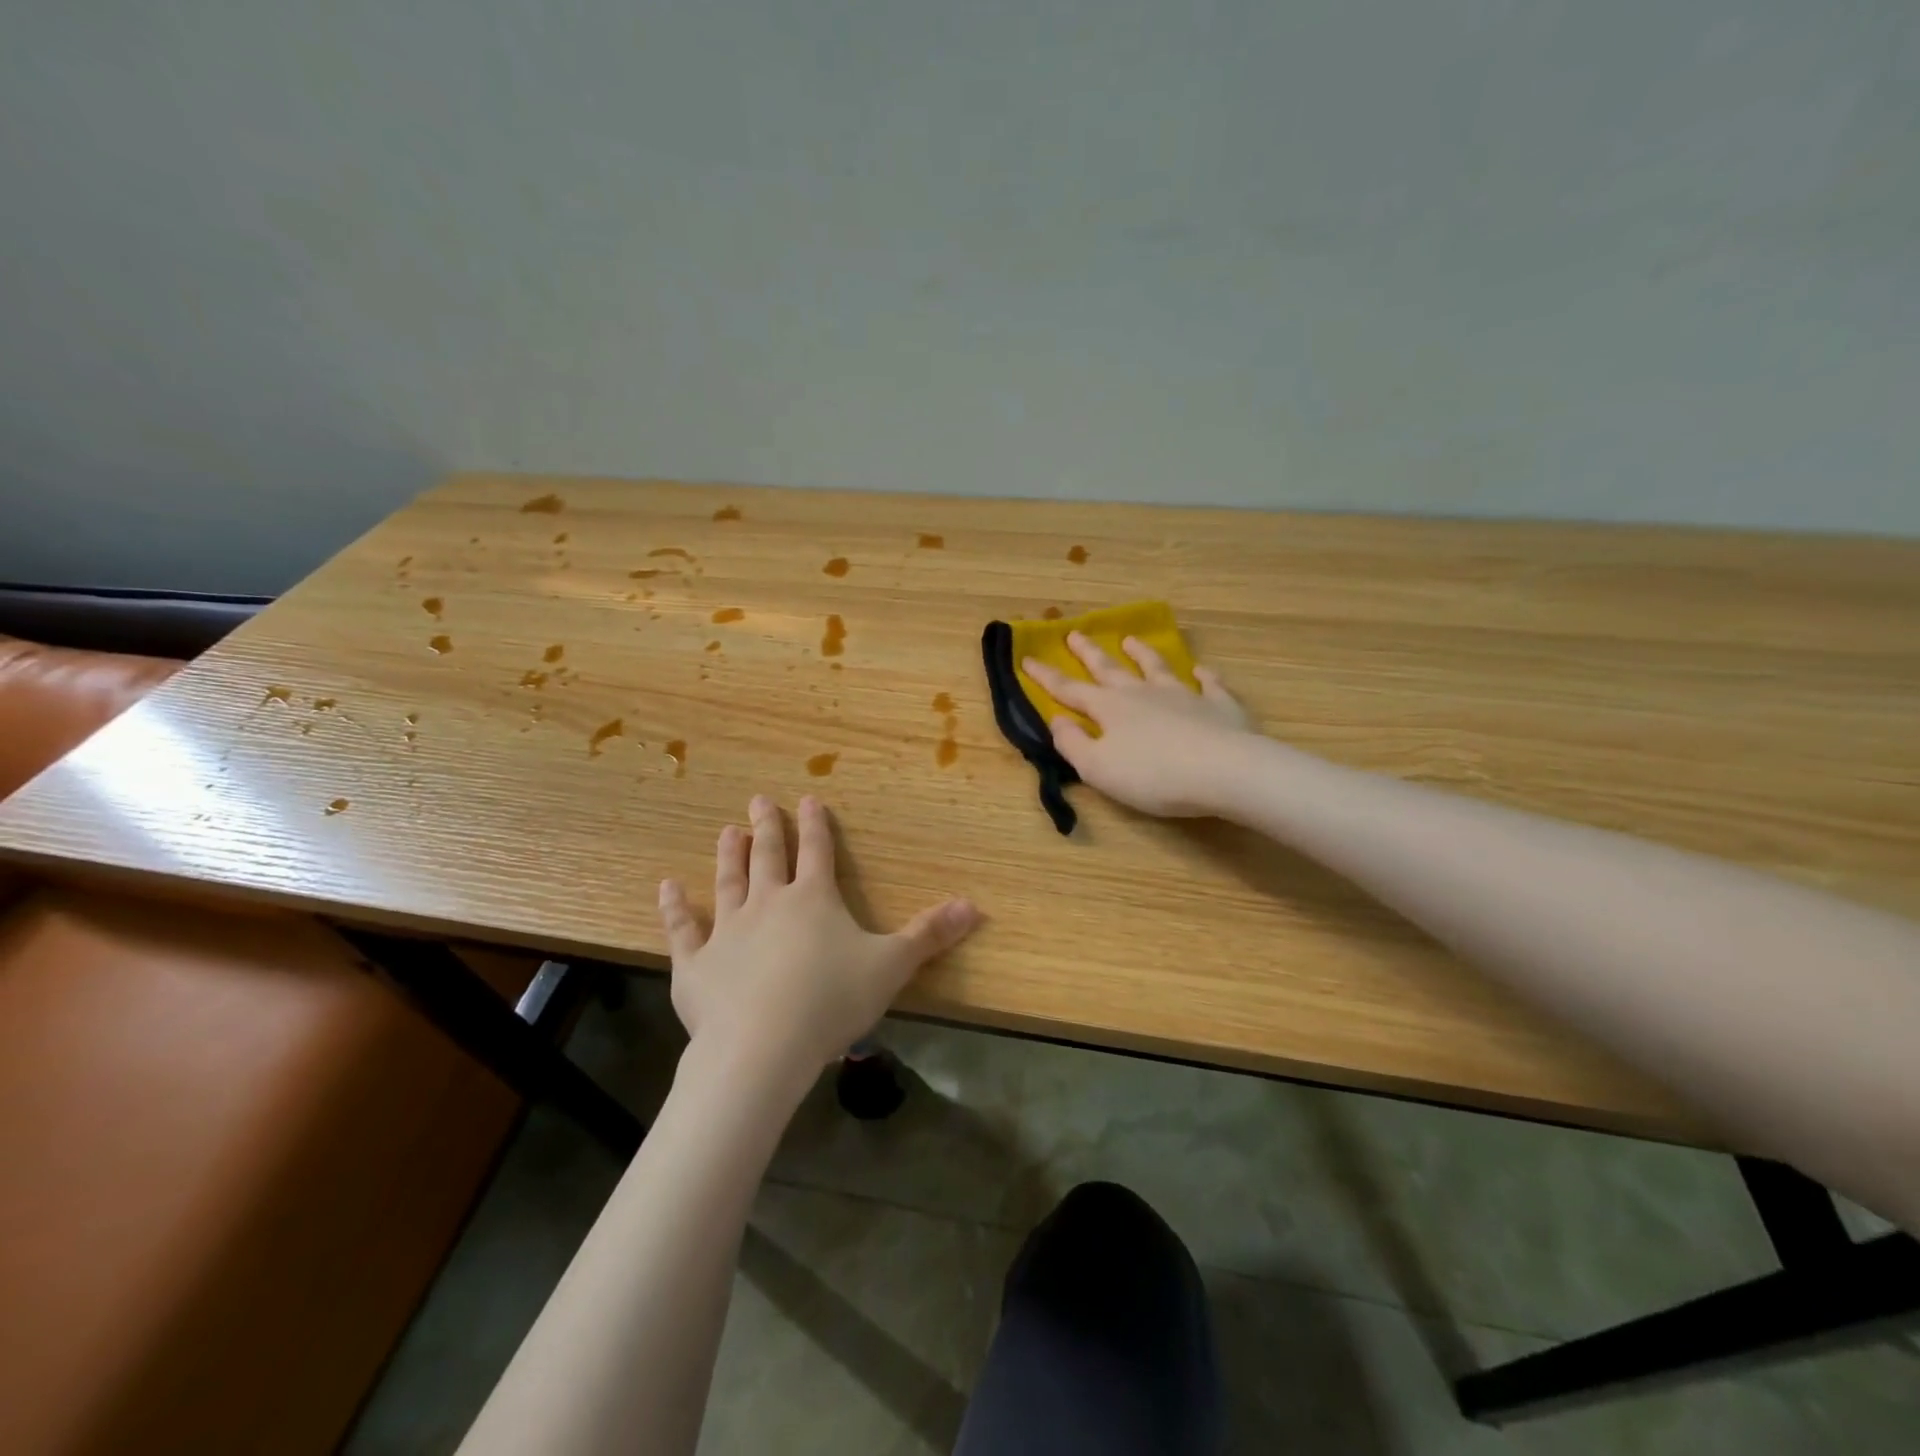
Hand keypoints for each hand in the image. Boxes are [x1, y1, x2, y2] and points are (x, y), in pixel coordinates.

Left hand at [657, 795, 979, 1080]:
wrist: (762, 1047)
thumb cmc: (832, 1001)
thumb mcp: (892, 966)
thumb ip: (930, 934)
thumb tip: (974, 905)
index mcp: (813, 900)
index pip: (817, 851)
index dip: (814, 824)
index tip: (807, 799)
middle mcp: (768, 903)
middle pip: (769, 856)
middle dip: (767, 826)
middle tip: (758, 800)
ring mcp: (727, 931)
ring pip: (727, 882)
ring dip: (729, 855)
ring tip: (727, 831)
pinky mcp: (695, 964)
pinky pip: (683, 928)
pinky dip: (673, 907)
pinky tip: (666, 887)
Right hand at [1023, 632, 1255, 816]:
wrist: (1223, 771)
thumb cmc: (1152, 775)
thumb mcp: (1097, 768)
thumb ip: (1072, 744)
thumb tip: (1058, 720)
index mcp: (1110, 709)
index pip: (1070, 690)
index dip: (1047, 676)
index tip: (1028, 658)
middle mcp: (1142, 694)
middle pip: (1110, 669)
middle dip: (1089, 653)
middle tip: (1075, 633)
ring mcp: (1183, 696)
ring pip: (1157, 668)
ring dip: (1142, 654)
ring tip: (1131, 640)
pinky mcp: (1219, 706)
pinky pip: (1210, 685)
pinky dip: (1204, 676)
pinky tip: (1202, 671)